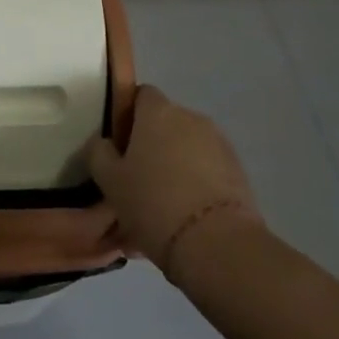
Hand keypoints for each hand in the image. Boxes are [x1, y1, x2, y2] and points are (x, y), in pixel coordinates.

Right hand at [86, 85, 259, 280]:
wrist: (217, 244)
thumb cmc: (153, 202)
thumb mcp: (109, 180)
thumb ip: (99, 153)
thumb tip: (104, 143)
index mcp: (158, 111)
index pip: (141, 94)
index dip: (128, 115)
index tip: (119, 144)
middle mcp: (191, 117)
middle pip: (165, 123)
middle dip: (152, 145)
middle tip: (136, 179)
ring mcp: (219, 143)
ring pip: (187, 149)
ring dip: (174, 166)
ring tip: (161, 206)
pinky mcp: (239, 172)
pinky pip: (207, 170)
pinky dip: (195, 185)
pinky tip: (183, 218)